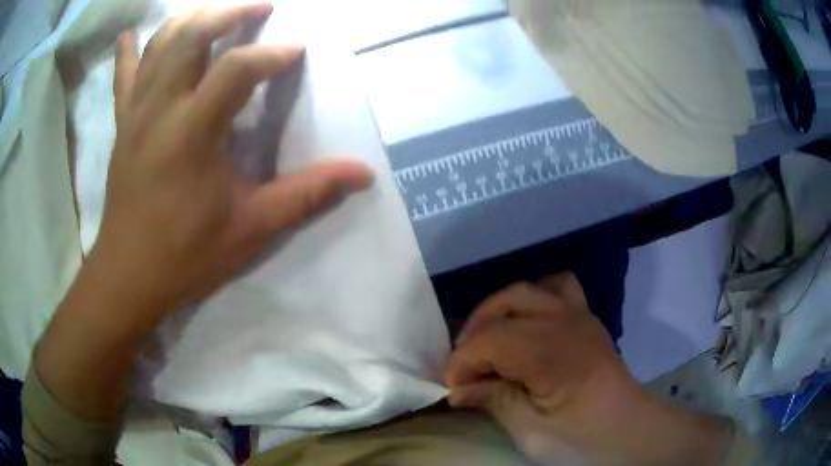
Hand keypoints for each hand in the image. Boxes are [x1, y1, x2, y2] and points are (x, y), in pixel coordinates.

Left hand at [34, 4, 371, 421]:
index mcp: (193, 132)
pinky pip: (123, 74)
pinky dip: (129, 49)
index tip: (296, 53)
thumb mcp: (252, 228)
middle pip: (191, 35)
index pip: (237, 68)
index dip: (272, 54)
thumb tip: (362, 175)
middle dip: (230, 12)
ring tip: (216, 11)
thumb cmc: (187, 255)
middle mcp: (160, 108)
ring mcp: (136, 112)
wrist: (129, 275)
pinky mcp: (122, 123)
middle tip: (260, 8)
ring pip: (159, 44)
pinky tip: (133, 34)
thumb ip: (307, 194)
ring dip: (190, 18)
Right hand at [445, 273, 732, 465]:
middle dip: (475, 331)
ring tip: (490, 340)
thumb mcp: (533, 433)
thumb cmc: (584, 440)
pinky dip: (533, 299)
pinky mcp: (588, 318)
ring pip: (528, 289)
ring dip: (500, 310)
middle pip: (506, 303)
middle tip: (465, 366)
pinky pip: (557, 287)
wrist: (631, 432)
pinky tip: (526, 325)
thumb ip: (495, 401)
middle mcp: (566, 321)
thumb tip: (458, 389)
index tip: (451, 388)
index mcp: (553, 353)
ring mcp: (581, 315)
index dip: (462, 361)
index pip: (491, 339)